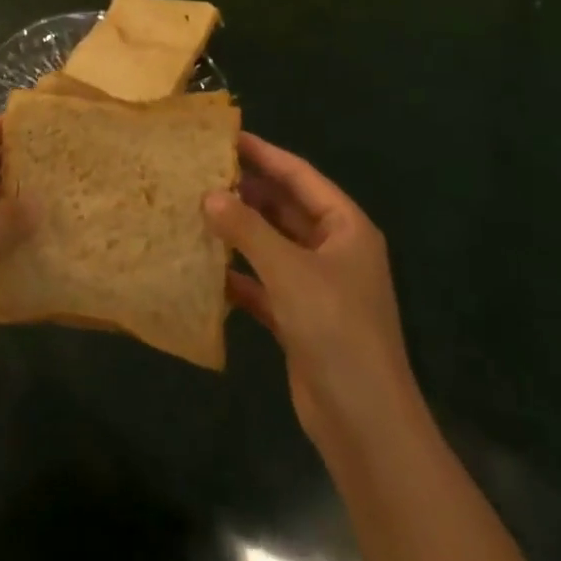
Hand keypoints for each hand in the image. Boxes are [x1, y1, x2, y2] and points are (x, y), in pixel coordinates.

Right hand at [204, 133, 417, 452]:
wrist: (365, 424)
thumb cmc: (335, 330)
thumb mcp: (289, 271)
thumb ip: (247, 229)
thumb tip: (209, 194)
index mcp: (345, 227)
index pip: (299, 175)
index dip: (264, 154)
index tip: (226, 136)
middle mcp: (333, 250)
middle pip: (284, 208)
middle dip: (246, 192)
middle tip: (200, 172)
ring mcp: (317, 286)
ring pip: (272, 245)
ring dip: (239, 232)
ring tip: (195, 210)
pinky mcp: (300, 318)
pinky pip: (264, 283)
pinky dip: (239, 274)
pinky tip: (205, 267)